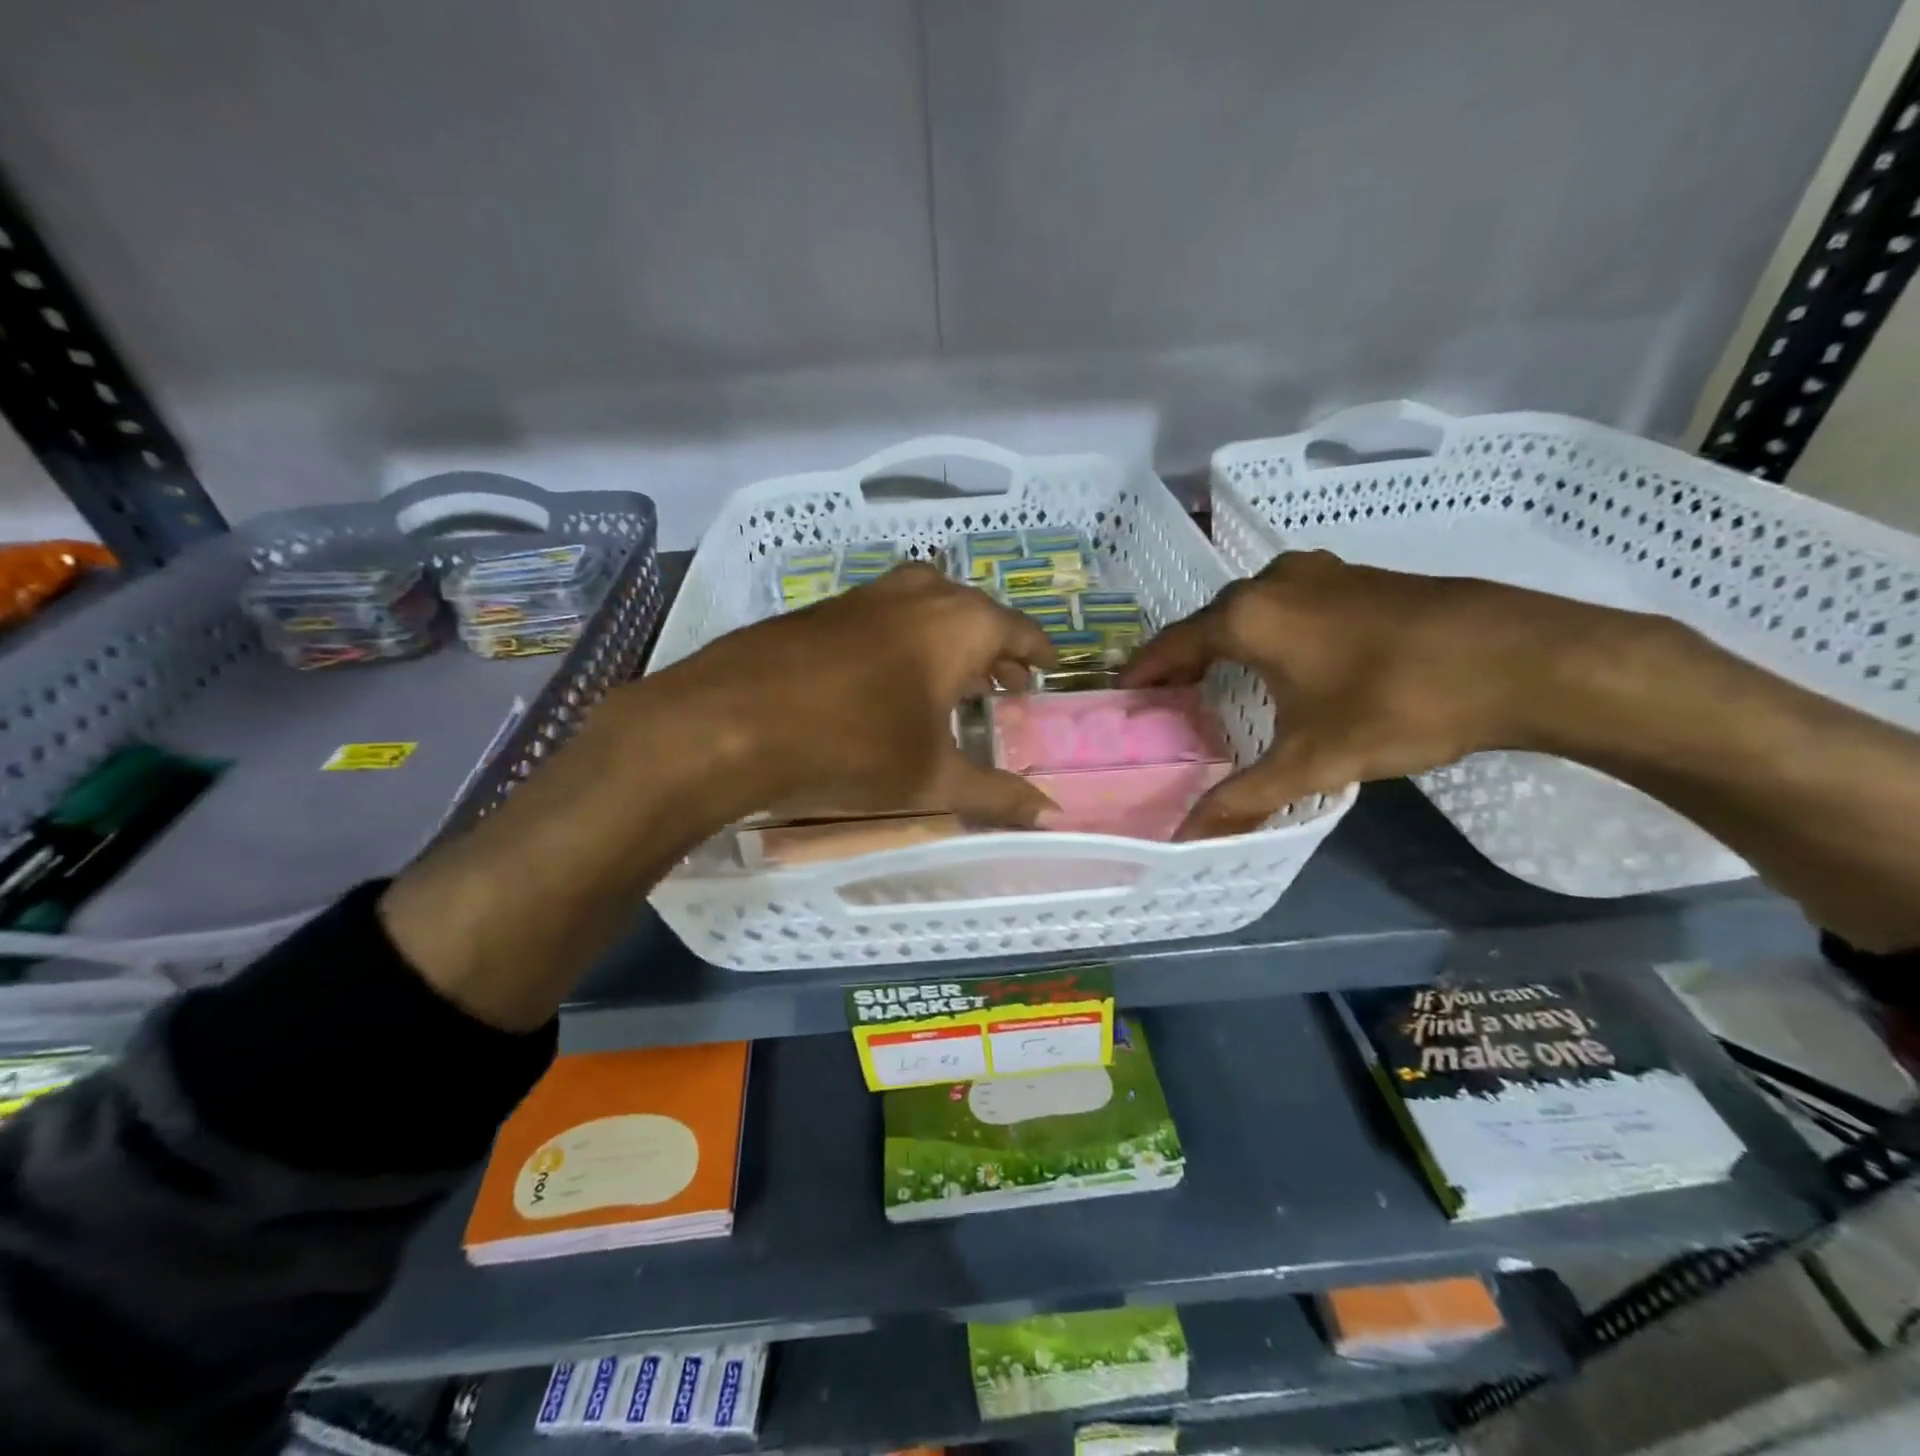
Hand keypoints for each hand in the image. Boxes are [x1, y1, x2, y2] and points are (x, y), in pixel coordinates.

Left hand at [651, 561, 1059, 825]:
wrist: (733, 720)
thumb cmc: (854, 745)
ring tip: (952, 684)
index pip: (1020, 631)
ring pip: (928, 610)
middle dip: (994, 650)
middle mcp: (921, 593)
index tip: (1048, 671)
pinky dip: (904, 642)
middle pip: (976, 615)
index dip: (1039, 653)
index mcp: (961, 623)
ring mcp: (868, 594)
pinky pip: (886, 617)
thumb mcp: (933, 779)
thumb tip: (1052, 816)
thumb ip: (997, 795)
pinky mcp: (826, 608)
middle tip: (1005, 685)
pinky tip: (888, 680)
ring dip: (948, 642)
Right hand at [1121, 550, 1583, 837]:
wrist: (1522, 658)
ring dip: (1229, 641)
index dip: (1144, 671)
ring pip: (1253, 607)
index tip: (1123, 695)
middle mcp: (1274, 581)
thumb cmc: (1398, 703)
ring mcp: (1321, 572)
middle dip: (1185, 659)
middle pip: (1209, 621)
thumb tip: (1186, 840)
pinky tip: (1287, 660)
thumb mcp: (1313, 760)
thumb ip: (1244, 798)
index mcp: (1248, 616)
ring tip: (1219, 681)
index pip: (1173, 643)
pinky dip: (1270, 630)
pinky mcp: (1359, 577)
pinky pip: (1290, 602)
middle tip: (1170, 700)